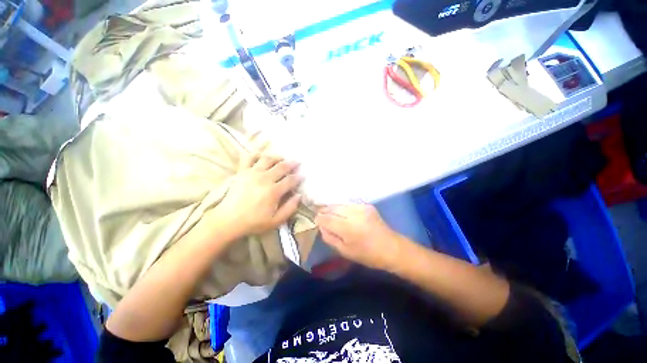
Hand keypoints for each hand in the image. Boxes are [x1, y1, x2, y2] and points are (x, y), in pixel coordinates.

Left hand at [214, 153, 302, 236]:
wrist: (228, 220)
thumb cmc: (253, 222)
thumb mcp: (276, 221)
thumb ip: (290, 208)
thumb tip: (299, 195)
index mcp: (274, 191)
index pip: (291, 180)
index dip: (298, 177)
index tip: (303, 175)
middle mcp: (265, 178)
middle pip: (282, 166)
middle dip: (292, 164)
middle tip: (297, 162)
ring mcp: (252, 173)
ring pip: (268, 159)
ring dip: (277, 157)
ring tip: (282, 158)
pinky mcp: (242, 171)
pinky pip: (249, 157)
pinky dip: (256, 154)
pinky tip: (261, 156)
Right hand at [315, 204, 404, 270]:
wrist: (391, 248)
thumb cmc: (367, 255)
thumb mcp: (344, 251)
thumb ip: (329, 237)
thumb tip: (321, 226)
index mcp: (348, 229)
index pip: (327, 219)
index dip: (319, 219)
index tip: (316, 221)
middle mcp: (354, 214)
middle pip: (332, 208)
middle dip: (324, 211)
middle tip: (320, 216)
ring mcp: (361, 207)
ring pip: (340, 204)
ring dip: (332, 208)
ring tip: (329, 214)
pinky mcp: (366, 205)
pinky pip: (348, 204)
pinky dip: (342, 208)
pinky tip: (342, 213)